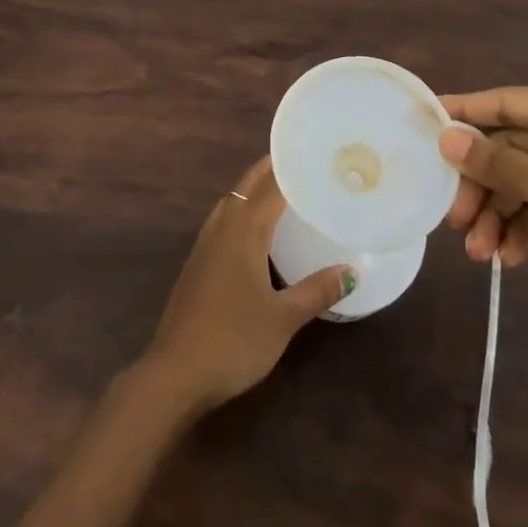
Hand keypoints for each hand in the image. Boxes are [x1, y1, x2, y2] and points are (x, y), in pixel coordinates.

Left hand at [140, 157, 353, 411]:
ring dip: (253, 187)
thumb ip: (316, 291)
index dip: (290, 168)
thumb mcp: (283, 319)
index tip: (313, 155)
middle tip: (300, 162)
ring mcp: (206, 242)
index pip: (271, 186)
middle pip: (248, 185)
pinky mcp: (198, 261)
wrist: (175, 372)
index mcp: (244, 229)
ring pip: (232, 199)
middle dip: (270, 170)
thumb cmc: (234, 340)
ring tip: (281, 188)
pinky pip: (223, 218)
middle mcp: (223, 225)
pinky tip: (254, 229)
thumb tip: (352, 272)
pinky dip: (241, 208)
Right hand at [438, 89, 527, 359]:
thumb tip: (445, 136)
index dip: (465, 111)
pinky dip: (522, 231)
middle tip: (452, 217)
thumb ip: (499, 163)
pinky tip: (508, 259)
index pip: (509, 102)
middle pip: (512, 149)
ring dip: (498, 215)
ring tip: (478, 252)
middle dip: (482, 184)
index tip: (423, 123)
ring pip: (523, 183)